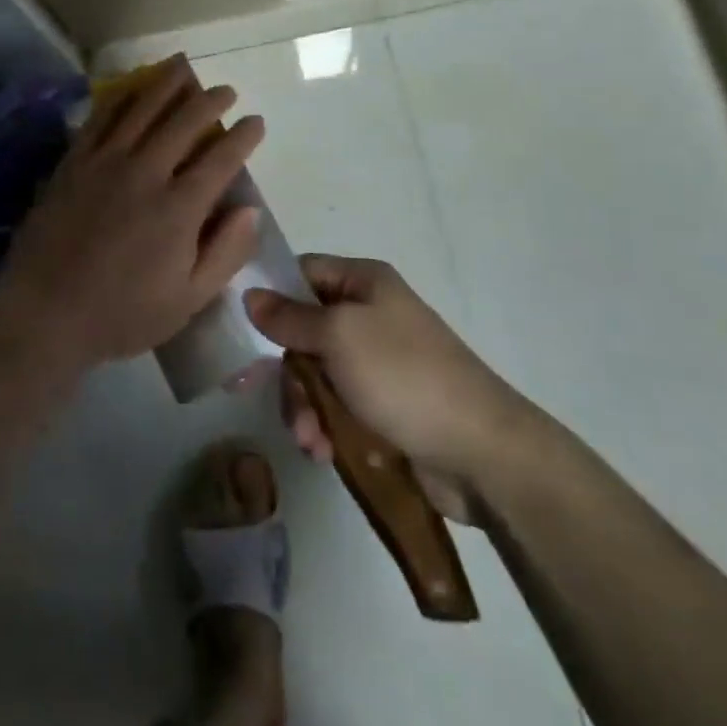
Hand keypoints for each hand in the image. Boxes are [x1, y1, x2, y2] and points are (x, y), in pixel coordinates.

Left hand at [0, 58, 265, 372]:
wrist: (44, 312)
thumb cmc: (122, 314)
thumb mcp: (188, 300)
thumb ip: (225, 252)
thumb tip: (250, 208)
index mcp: (179, 208)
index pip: (222, 159)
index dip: (243, 136)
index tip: (255, 121)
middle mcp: (146, 173)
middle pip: (185, 122)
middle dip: (211, 101)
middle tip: (225, 91)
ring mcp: (105, 162)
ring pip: (143, 109)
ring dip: (168, 85)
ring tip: (184, 68)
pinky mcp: (74, 162)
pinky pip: (101, 119)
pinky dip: (120, 98)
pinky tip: (130, 89)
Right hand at [246, 256, 537, 521]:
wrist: (481, 453)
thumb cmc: (404, 376)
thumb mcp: (339, 336)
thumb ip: (289, 317)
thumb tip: (250, 294)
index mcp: (364, 282)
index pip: (301, 272)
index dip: (272, 296)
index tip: (245, 328)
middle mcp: (369, 314)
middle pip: (302, 330)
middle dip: (290, 371)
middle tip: (290, 402)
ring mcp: (376, 362)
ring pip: (314, 374)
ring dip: (304, 407)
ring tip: (312, 440)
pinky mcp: (381, 405)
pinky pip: (335, 406)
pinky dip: (324, 426)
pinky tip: (325, 452)